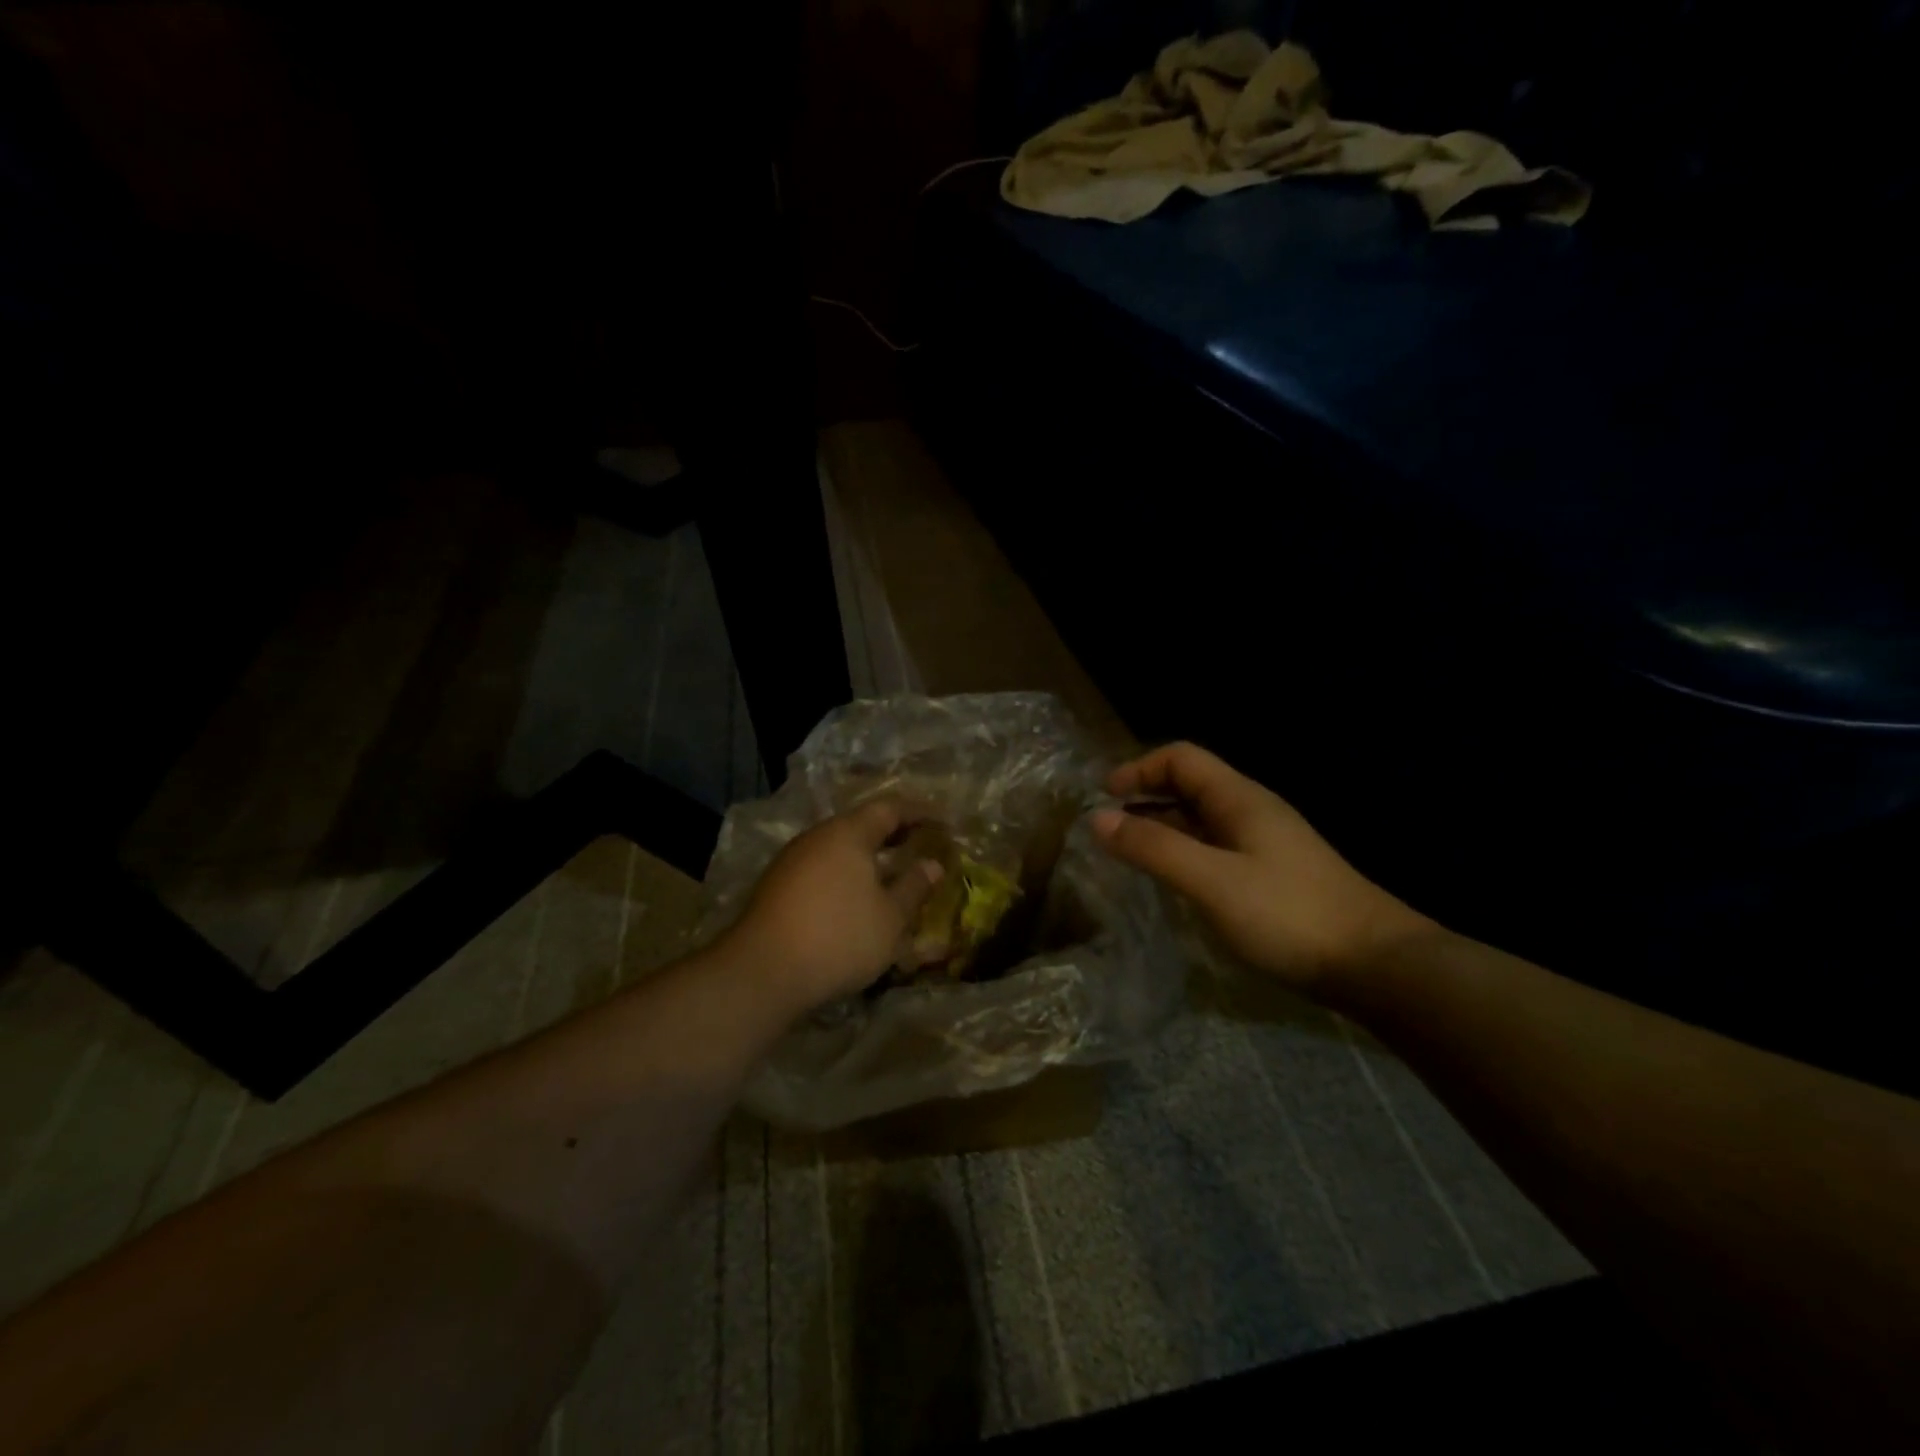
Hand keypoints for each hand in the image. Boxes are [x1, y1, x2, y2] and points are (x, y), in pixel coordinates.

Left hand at [724, 798, 944, 1013]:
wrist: (762, 972)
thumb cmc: (839, 937)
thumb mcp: (890, 917)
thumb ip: (913, 887)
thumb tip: (932, 865)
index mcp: (848, 833)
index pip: (890, 808)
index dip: (919, 812)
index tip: (942, 820)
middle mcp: (818, 837)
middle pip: (861, 824)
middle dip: (892, 832)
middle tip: (920, 842)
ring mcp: (792, 860)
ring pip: (838, 847)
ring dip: (867, 855)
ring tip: (891, 872)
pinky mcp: (777, 886)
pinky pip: (822, 867)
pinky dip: (846, 873)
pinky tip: (855, 897)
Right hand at [1091, 743, 1437, 995]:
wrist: (1376, 965)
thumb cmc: (1288, 914)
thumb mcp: (1211, 880)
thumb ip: (1153, 847)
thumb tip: (1096, 818)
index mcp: (1239, 799)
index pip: (1181, 758)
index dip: (1139, 768)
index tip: (1104, 797)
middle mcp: (1251, 812)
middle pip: (1190, 785)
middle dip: (1145, 796)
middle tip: (1108, 826)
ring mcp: (1265, 844)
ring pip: (1202, 819)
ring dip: (1162, 825)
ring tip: (1129, 852)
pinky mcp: (1272, 876)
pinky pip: (1215, 848)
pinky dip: (1185, 852)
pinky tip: (1174, 880)